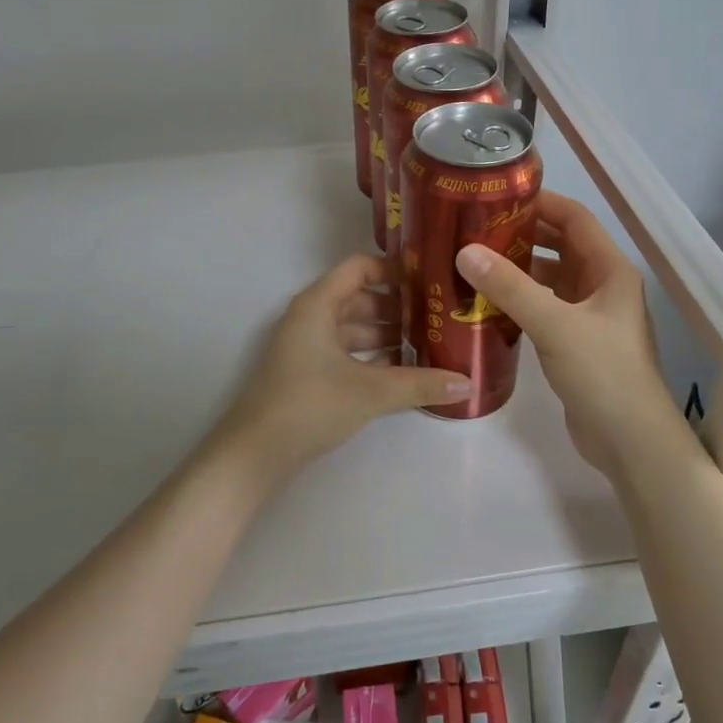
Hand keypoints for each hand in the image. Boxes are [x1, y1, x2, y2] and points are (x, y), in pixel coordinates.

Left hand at [217, 254, 471, 476]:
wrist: (254, 454)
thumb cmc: (309, 405)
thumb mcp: (370, 392)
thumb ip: (420, 384)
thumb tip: (468, 383)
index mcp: (317, 305)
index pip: (359, 268)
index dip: (393, 269)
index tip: (429, 279)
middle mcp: (310, 318)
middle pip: (359, 298)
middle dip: (397, 306)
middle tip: (437, 315)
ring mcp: (306, 347)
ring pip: (352, 328)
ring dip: (386, 334)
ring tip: (428, 344)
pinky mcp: (306, 373)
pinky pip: (345, 352)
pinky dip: (371, 356)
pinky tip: (401, 372)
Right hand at [458, 192, 686, 476]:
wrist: (630, 441)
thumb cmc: (603, 373)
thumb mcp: (555, 324)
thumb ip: (510, 287)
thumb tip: (465, 252)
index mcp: (609, 270)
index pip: (574, 219)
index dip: (540, 202)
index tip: (497, 196)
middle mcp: (602, 286)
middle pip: (560, 246)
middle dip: (522, 235)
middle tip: (476, 229)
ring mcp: (590, 317)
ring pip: (550, 280)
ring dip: (518, 270)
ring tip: (474, 263)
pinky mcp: (576, 343)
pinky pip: (544, 309)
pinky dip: (519, 301)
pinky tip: (487, 304)